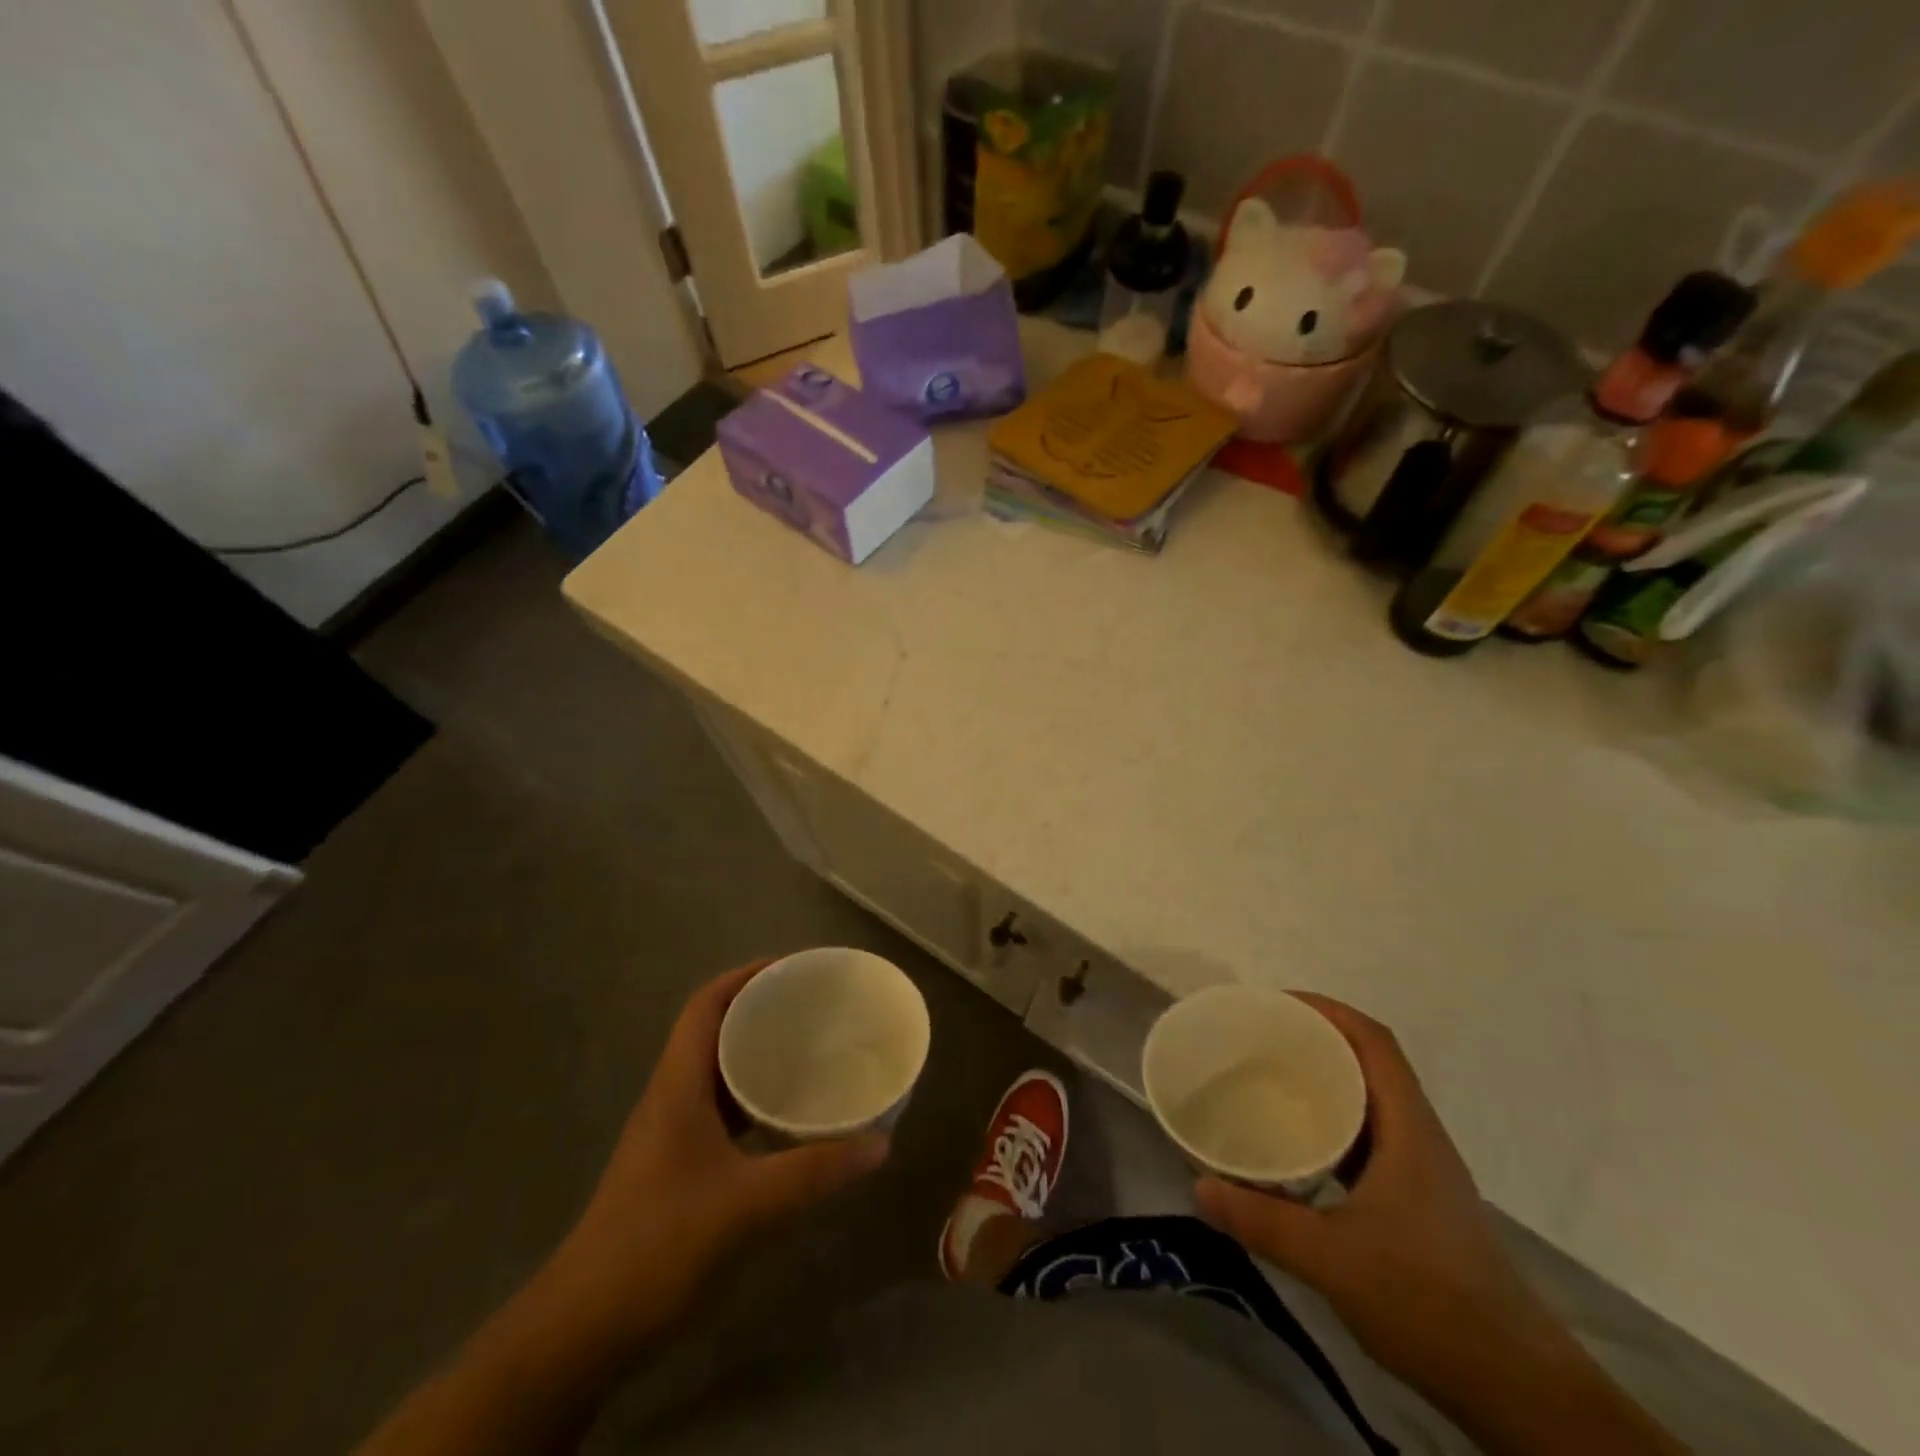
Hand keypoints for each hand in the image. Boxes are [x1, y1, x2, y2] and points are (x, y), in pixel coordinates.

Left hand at [556, 963, 890, 1335]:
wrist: (584, 1327)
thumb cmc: (659, 1245)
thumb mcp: (747, 1204)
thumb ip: (816, 1172)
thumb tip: (880, 1143)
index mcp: (678, 1085)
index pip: (706, 1005)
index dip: (746, 976)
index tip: (794, 969)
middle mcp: (671, 1097)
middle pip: (713, 1030)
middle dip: (760, 1010)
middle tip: (813, 1008)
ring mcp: (669, 1133)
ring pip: (716, 1071)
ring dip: (756, 1054)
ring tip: (807, 1051)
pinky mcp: (675, 1165)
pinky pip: (719, 1109)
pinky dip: (751, 1098)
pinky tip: (784, 1116)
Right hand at [1195, 996, 1674, 1455]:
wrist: (1517, 1389)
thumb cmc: (1430, 1304)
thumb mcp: (1333, 1261)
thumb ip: (1262, 1221)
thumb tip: (1198, 1187)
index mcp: (1409, 1130)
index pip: (1374, 1042)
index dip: (1328, 1010)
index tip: (1276, 1004)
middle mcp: (1418, 1137)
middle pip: (1369, 1062)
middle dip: (1316, 1039)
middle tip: (1258, 1038)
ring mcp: (1420, 1170)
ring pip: (1369, 1101)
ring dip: (1324, 1080)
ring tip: (1268, 1079)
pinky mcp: (1415, 1200)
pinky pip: (1367, 1137)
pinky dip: (1331, 1123)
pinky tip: (1297, 1144)